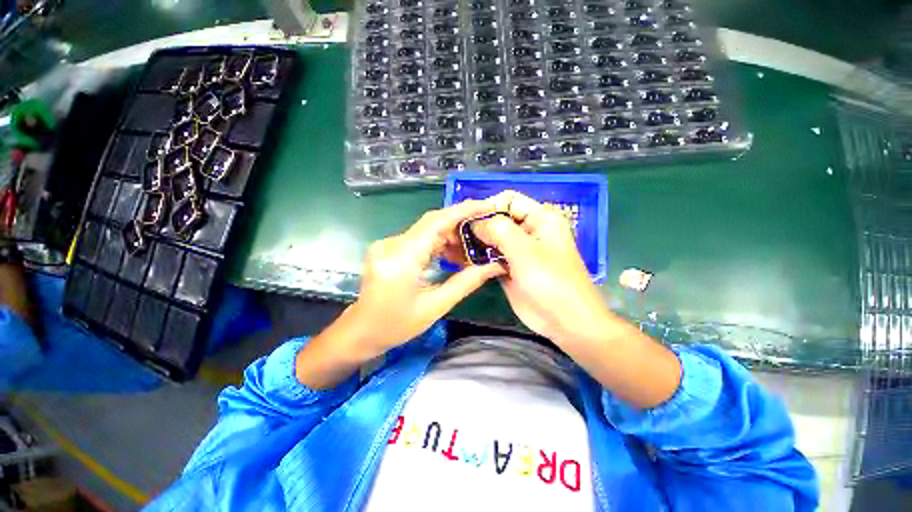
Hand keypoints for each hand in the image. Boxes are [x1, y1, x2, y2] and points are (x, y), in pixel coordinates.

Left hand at [348, 199, 505, 353]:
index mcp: (401, 258)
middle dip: (461, 225)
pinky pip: (419, 239)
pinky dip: (438, 244)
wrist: (361, 331)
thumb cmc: (397, 325)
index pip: (436, 222)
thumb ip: (466, 282)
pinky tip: (452, 255)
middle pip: (432, 223)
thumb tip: (494, 266)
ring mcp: (388, 244)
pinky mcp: (389, 248)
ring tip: (472, 250)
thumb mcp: (436, 306)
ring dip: (450, 236)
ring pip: (427, 230)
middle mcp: (392, 244)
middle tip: (485, 232)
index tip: (486, 206)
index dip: (463, 211)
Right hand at [474, 191, 680, 407]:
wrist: (565, 322)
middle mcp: (529, 231)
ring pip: (493, 238)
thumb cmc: (550, 282)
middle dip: (478, 226)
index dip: (488, 207)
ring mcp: (518, 251)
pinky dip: (479, 257)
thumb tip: (475, 223)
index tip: (468, 221)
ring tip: (455, 248)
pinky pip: (492, 256)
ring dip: (476, 242)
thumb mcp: (525, 251)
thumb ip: (498, 230)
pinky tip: (463, 260)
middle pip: (498, 219)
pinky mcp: (511, 268)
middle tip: (456, 237)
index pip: (508, 200)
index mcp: (540, 219)